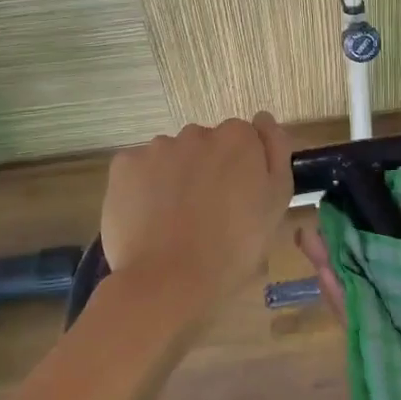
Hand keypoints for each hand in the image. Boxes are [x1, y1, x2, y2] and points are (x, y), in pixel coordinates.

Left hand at [102, 115, 292, 322]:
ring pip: (172, 156)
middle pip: (207, 145)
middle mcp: (197, 132)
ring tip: (175, 220)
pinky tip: (149, 218)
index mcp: (239, 139)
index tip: (239, 198)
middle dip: (209, 169)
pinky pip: (140, 169)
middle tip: (209, 213)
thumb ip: (276, 153)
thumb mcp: (276, 204)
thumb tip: (264, 119)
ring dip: (176, 176)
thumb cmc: (234, 248)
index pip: (244, 140)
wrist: (169, 281)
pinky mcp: (124, 165)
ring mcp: (157, 147)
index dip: (243, 168)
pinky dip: (144, 187)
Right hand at [294, 221, 400, 399]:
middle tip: (322, 216)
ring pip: (363, 300)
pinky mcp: (389, 372)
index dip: (388, 228)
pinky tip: (323, 278)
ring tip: (309, 238)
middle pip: (379, 275)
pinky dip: (341, 307)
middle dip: (351, 246)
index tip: (365, 199)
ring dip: (336, 269)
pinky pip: (361, 336)